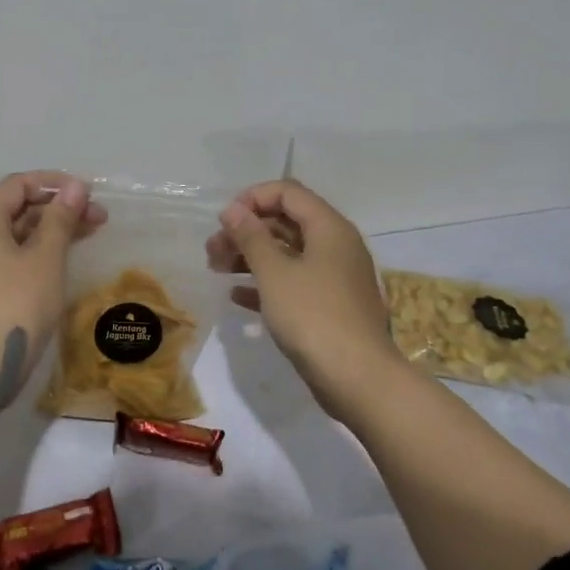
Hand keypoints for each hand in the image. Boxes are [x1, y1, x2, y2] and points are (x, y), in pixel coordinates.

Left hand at [0, 172, 106, 415]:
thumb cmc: (17, 303)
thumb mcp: (46, 258)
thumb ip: (61, 219)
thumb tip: (76, 187)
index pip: (19, 184)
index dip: (54, 183)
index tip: (87, 193)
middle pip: (19, 208)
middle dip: (59, 207)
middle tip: (99, 217)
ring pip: (19, 233)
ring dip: (54, 229)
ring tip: (92, 233)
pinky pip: (15, 255)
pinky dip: (41, 250)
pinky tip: (66, 256)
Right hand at [207, 180, 405, 419]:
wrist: (357, 378)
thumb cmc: (313, 316)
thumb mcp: (274, 273)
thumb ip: (251, 237)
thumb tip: (233, 209)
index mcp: (328, 228)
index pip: (288, 192)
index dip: (252, 198)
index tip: (224, 220)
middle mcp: (335, 246)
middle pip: (286, 222)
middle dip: (246, 230)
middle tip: (212, 250)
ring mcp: (334, 278)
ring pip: (287, 254)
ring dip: (251, 257)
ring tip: (217, 269)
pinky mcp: (329, 306)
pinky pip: (293, 283)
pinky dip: (266, 283)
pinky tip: (237, 295)